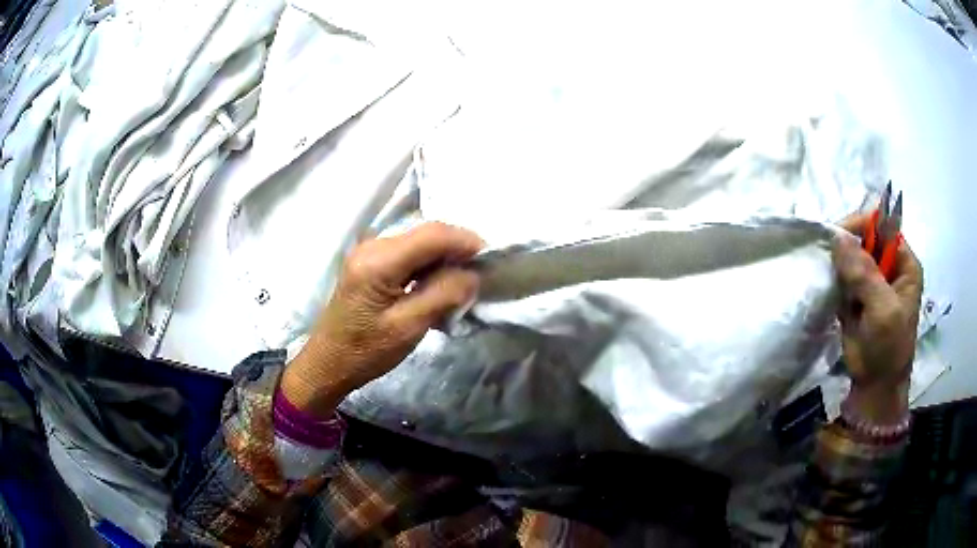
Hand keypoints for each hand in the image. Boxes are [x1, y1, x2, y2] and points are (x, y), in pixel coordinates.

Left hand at [281, 222, 483, 416]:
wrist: (329, 362)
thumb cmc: (366, 351)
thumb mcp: (409, 327)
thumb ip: (443, 294)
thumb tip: (472, 273)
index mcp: (378, 260)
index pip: (433, 234)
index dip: (466, 241)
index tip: (491, 261)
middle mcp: (373, 245)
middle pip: (427, 234)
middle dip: (457, 250)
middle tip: (478, 276)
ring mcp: (369, 252)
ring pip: (420, 242)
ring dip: (444, 259)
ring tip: (461, 284)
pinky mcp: (370, 262)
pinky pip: (408, 254)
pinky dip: (428, 265)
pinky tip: (437, 286)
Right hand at [834, 214, 922, 421]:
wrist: (874, 388)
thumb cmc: (888, 348)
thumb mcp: (883, 310)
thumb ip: (864, 274)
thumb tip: (838, 238)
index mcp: (904, 263)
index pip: (883, 228)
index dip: (862, 227)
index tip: (838, 238)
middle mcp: (888, 267)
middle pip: (864, 241)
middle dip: (847, 249)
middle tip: (830, 262)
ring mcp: (872, 283)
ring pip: (850, 259)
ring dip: (838, 267)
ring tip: (829, 280)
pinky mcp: (855, 298)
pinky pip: (841, 278)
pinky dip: (833, 281)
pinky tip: (828, 290)